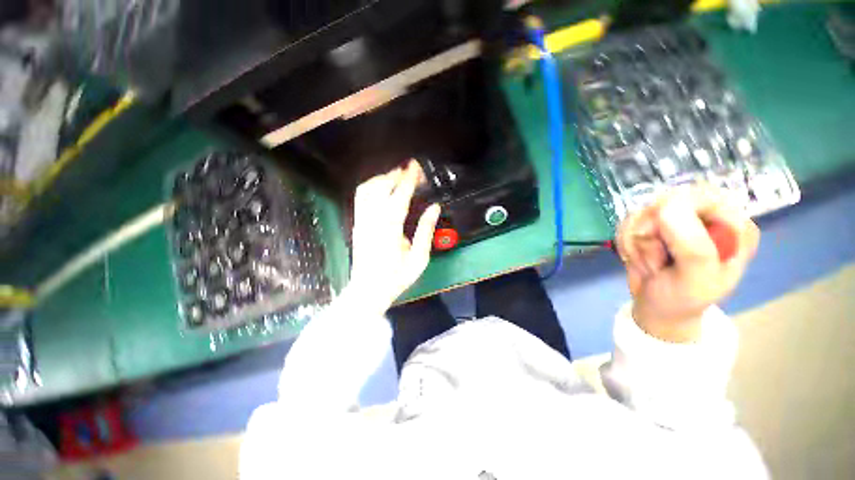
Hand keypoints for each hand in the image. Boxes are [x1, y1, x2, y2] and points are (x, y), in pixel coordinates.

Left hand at [349, 160, 440, 311]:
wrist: (368, 290)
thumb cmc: (396, 277)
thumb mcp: (419, 258)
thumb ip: (426, 230)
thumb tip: (434, 208)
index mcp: (390, 229)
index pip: (400, 196)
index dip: (408, 179)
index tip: (415, 166)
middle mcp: (372, 221)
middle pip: (380, 187)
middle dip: (395, 173)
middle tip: (409, 170)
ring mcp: (361, 221)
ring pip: (367, 189)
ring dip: (382, 178)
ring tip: (396, 176)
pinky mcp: (357, 224)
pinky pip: (361, 198)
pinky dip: (372, 186)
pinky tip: (382, 188)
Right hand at [616, 186, 759, 342]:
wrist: (657, 309)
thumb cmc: (684, 298)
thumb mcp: (697, 278)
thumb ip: (692, 244)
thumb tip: (666, 205)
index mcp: (732, 226)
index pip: (701, 195)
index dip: (676, 217)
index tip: (668, 244)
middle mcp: (706, 217)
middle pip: (666, 201)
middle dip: (651, 233)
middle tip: (658, 258)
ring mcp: (675, 221)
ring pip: (641, 213)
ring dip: (637, 242)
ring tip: (651, 264)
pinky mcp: (650, 226)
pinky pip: (627, 222)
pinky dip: (626, 242)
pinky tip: (638, 257)